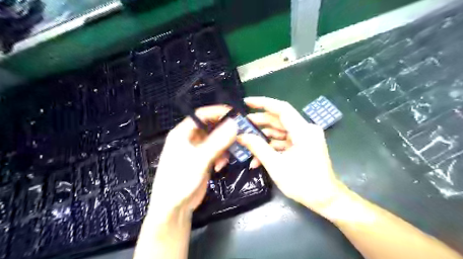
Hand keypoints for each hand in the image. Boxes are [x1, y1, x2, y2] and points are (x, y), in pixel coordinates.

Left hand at [149, 105, 235, 216]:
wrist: (174, 208)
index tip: (235, 114)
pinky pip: (216, 152)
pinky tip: (220, 166)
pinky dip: (221, 156)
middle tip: (240, 133)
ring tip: (230, 154)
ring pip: (215, 140)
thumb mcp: (199, 159)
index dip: (217, 112)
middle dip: (224, 130)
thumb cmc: (180, 180)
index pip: (201, 115)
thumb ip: (217, 141)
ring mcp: (197, 150)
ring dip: (224, 145)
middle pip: (210, 127)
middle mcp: (189, 139)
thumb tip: (234, 123)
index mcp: (182, 133)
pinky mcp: (203, 160)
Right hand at [238, 96, 347, 214]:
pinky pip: (284, 142)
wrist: (325, 200)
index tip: (247, 102)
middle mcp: (305, 130)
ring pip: (280, 132)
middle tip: (242, 125)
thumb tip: (241, 135)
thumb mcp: (276, 165)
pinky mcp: (302, 146)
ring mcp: (304, 138)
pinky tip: (257, 159)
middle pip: (279, 120)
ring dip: (263, 138)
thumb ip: (258, 147)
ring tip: (246, 142)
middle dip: (259, 123)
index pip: (282, 108)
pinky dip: (271, 148)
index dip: (263, 103)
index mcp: (303, 131)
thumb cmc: (303, 183)